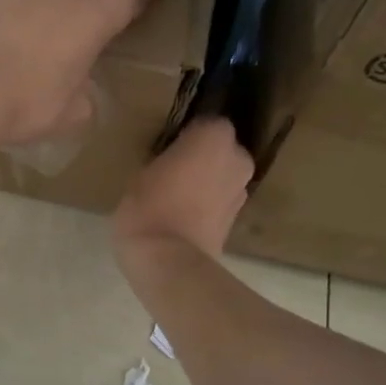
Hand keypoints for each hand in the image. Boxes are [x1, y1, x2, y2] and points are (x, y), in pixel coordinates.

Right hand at [114, 117, 252, 263]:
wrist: (168, 261)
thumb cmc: (148, 207)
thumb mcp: (143, 173)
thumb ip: (167, 158)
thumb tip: (174, 161)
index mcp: (215, 137)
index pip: (206, 123)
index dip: (188, 135)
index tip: (169, 147)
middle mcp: (238, 159)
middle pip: (221, 150)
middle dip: (203, 158)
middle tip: (173, 171)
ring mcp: (242, 190)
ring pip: (223, 176)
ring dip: (207, 182)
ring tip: (177, 197)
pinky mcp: (238, 220)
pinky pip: (220, 201)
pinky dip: (208, 205)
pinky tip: (185, 216)